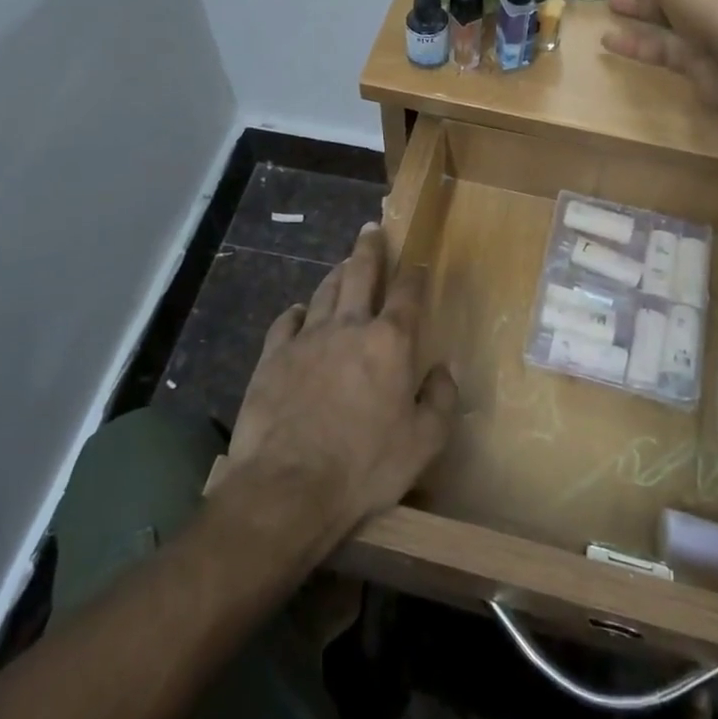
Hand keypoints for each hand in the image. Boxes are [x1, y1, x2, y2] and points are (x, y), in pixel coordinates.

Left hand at [225, 224, 457, 555]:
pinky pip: (286, 322)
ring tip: (342, 264)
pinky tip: (299, 311)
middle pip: (360, 274)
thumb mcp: (424, 443)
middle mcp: (349, 327)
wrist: (288, 487)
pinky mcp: (273, 356)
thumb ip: (441, 400)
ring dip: (336, 275)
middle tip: (371, 230)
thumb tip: (444, 369)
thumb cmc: (365, 467)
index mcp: (389, 342)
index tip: (417, 262)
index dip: (413, 275)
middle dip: (369, 250)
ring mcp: (307, 338)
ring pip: (324, 292)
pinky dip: (297, 312)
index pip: (406, 295)